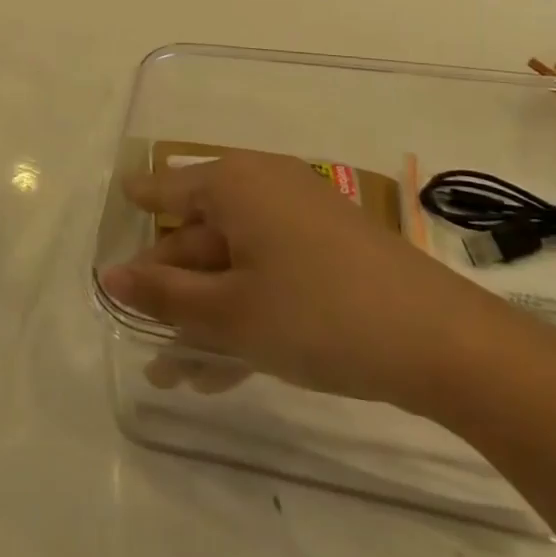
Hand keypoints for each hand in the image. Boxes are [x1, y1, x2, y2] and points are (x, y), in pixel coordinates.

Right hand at [100, 152, 543, 419]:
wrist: (445, 343)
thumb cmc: (318, 314)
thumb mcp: (229, 313)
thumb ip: (163, 296)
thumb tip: (110, 276)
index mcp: (233, 183)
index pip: (163, 189)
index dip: (135, 214)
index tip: (112, 240)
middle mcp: (263, 185)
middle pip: (198, 234)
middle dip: (170, 293)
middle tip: (147, 345)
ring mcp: (299, 216)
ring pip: (233, 262)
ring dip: (204, 313)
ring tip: (177, 374)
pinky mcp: (329, 249)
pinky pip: (269, 271)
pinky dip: (245, 309)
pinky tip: (225, 367)